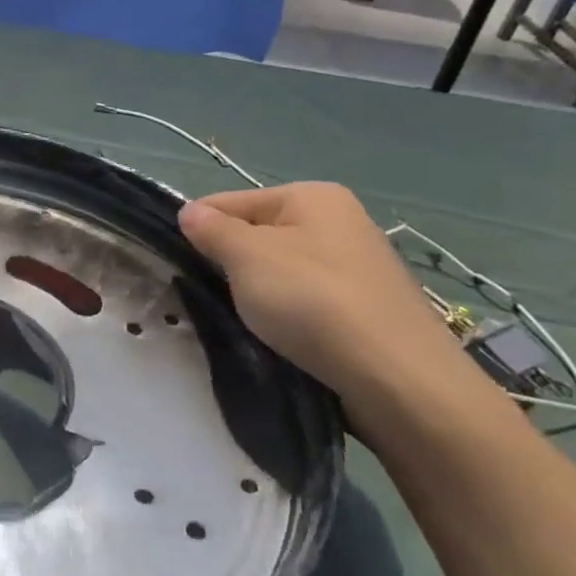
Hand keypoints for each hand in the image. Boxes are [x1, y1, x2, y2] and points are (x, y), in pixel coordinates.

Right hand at [178, 182, 484, 430]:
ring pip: (281, 270)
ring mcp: (357, 266)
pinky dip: (287, 314)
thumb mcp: (248, 258)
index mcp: (312, 196)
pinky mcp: (366, 308)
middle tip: (207, 296)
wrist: (399, 379)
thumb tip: (188, 211)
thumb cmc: (313, 302)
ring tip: (242, 321)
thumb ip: (212, 231)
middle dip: (229, 263)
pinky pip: (307, 300)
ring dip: (256, 292)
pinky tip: (278, 337)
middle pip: (257, 235)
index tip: (176, 265)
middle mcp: (339, 221)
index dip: (198, 229)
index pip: (230, 201)